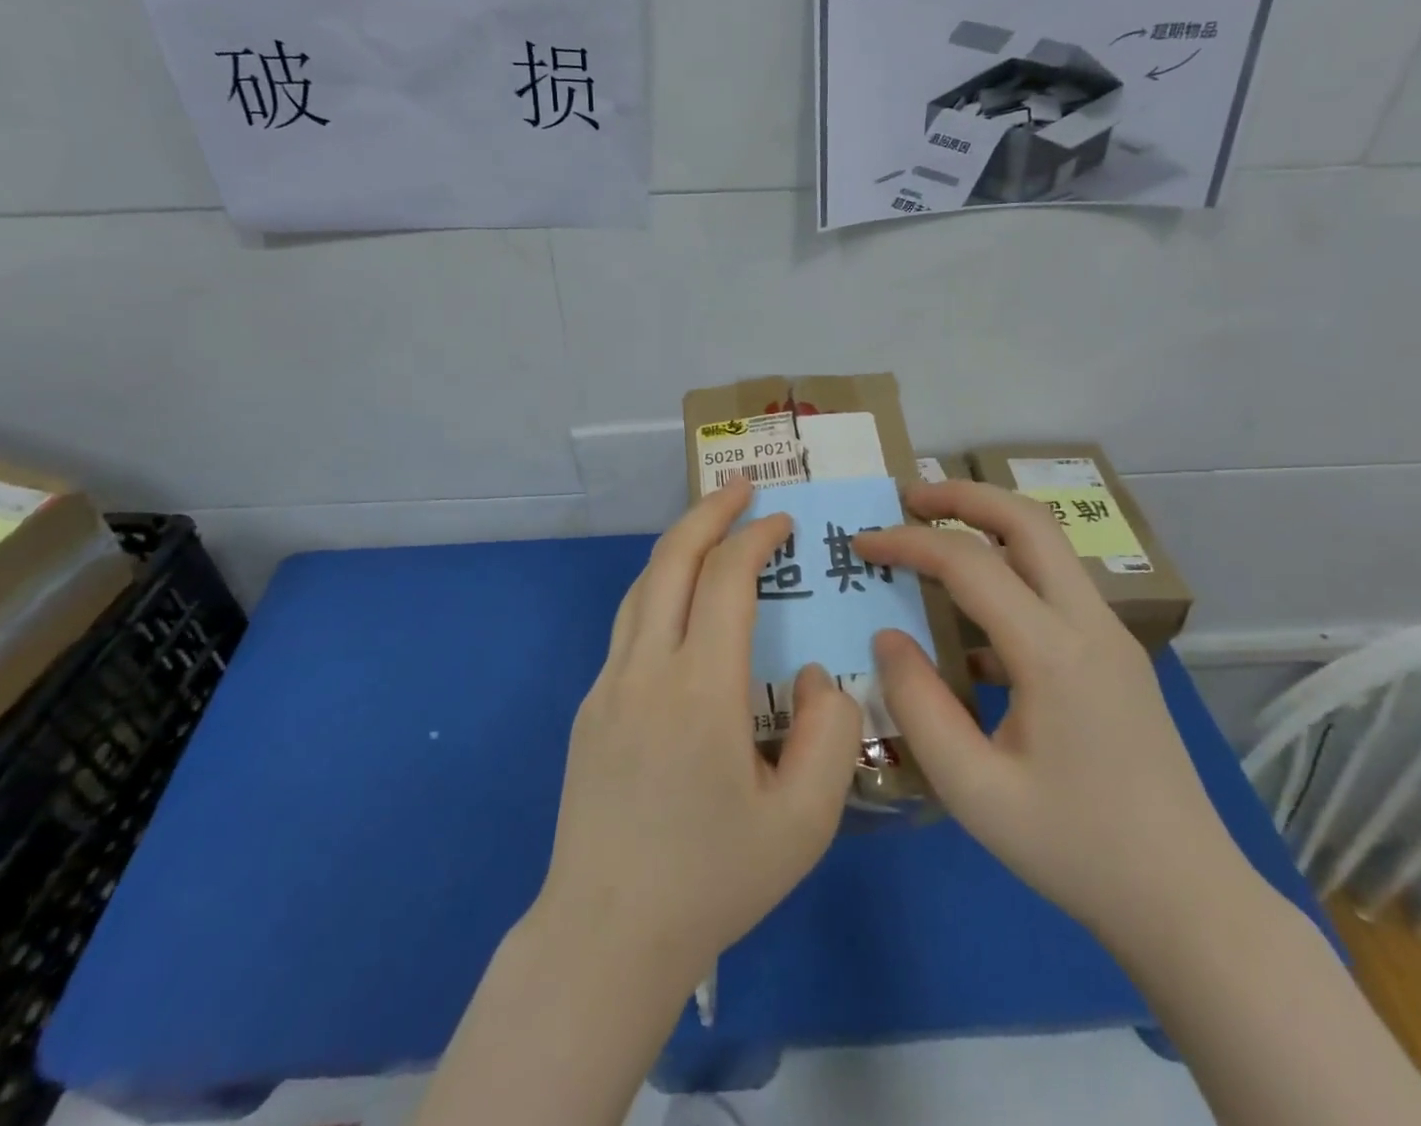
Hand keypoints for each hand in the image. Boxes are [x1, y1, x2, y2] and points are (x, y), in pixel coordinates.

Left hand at [533, 480, 862, 991]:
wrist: (607, 933)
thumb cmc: (713, 880)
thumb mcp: (805, 821)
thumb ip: (830, 733)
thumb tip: (816, 673)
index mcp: (700, 688)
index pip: (727, 579)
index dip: (756, 537)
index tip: (783, 520)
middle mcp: (646, 668)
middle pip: (671, 560)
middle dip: (709, 512)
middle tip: (741, 486)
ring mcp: (608, 683)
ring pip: (641, 586)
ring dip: (678, 546)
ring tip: (712, 530)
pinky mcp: (590, 705)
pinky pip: (628, 624)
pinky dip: (659, 590)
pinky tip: (682, 606)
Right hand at [853, 481, 1250, 943]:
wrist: (1189, 902)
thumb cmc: (1074, 849)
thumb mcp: (973, 789)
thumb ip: (918, 704)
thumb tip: (888, 635)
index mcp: (1054, 653)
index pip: (969, 563)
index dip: (907, 543)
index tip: (860, 543)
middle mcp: (1090, 625)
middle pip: (1027, 521)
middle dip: (962, 496)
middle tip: (907, 497)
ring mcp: (1111, 637)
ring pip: (1047, 548)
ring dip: (988, 527)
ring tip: (932, 536)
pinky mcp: (1115, 657)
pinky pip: (1054, 590)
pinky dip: (1007, 575)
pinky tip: (969, 625)